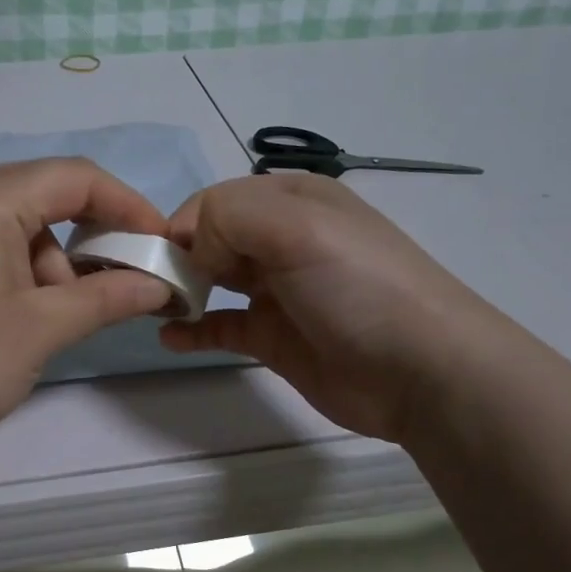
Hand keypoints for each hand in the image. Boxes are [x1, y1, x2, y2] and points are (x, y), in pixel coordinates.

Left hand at [0, 158, 174, 455]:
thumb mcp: (44, 326)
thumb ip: (109, 296)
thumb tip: (160, 286)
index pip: (74, 177)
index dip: (126, 204)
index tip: (159, 242)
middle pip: (45, 196)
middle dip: (88, 238)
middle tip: (117, 283)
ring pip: (19, 223)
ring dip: (52, 263)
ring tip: (55, 318)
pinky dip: (20, 269)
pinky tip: (23, 314)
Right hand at [159, 174, 523, 442]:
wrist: (423, 371)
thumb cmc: (358, 286)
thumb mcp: (296, 227)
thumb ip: (228, 218)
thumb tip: (194, 252)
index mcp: (291, 200)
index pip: (214, 201)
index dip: (181, 226)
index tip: (157, 260)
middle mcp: (282, 240)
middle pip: (209, 239)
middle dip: (174, 258)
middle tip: (147, 288)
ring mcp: (278, 291)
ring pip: (212, 281)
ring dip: (180, 291)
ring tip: (152, 309)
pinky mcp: (274, 338)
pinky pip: (221, 327)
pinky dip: (193, 331)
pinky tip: (170, 338)